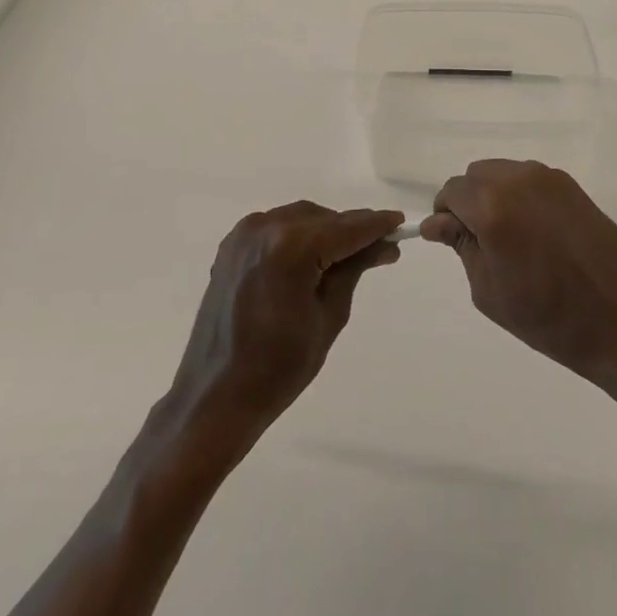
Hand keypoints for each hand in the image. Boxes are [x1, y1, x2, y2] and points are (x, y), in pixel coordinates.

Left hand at [167, 203, 403, 446]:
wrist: (216, 396)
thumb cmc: (280, 367)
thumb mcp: (329, 317)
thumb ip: (354, 269)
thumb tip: (384, 244)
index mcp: (292, 247)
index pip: (346, 228)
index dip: (376, 225)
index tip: (400, 223)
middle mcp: (266, 228)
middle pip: (323, 218)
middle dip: (350, 231)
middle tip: (379, 250)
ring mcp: (244, 235)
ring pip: (299, 219)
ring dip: (324, 232)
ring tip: (346, 258)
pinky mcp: (231, 247)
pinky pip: (275, 229)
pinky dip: (297, 237)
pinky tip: (310, 260)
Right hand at [422, 160, 616, 386]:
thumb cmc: (551, 320)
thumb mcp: (490, 292)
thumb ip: (462, 247)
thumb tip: (440, 223)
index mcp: (493, 207)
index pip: (452, 191)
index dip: (445, 215)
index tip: (451, 240)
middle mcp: (519, 180)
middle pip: (477, 175)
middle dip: (470, 202)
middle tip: (482, 244)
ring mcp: (551, 179)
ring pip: (505, 174)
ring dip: (496, 197)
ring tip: (513, 241)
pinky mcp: (574, 188)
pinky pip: (532, 181)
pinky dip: (523, 198)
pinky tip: (539, 236)